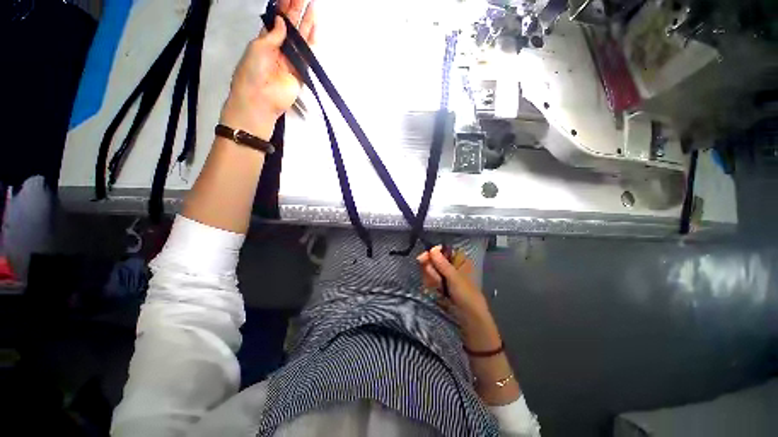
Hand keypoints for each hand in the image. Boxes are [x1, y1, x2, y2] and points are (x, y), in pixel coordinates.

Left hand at [220, 0, 315, 140]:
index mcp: (266, 41)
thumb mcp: (258, 47)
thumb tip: (282, 21)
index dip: (283, 7)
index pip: (277, 20)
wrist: (261, 99)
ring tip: (313, 6)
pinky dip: (312, 43)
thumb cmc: (252, 71)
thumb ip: (273, 35)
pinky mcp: (300, 72)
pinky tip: (316, 29)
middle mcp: (280, 48)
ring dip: (306, 23)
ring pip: (301, 39)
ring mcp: (291, 60)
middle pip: (290, 27)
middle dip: (297, 10)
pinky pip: (307, 56)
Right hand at [417, 246, 488, 317]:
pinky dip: (431, 285)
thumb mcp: (454, 278)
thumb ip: (442, 264)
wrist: (468, 318)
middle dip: (431, 270)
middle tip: (436, 279)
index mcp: (459, 260)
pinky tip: (437, 291)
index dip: (432, 253)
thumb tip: (432, 249)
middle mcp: (451, 265)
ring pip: (430, 270)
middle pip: (433, 260)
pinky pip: (430, 279)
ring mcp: (445, 275)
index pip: (442, 250)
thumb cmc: (466, 295)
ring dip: (432, 279)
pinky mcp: (440, 284)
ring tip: (440, 288)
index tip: (423, 258)